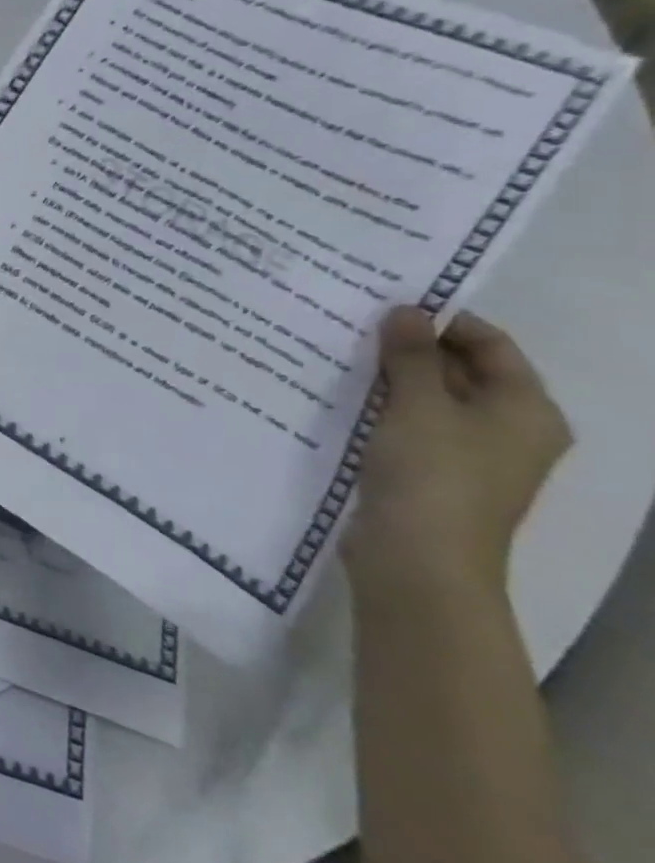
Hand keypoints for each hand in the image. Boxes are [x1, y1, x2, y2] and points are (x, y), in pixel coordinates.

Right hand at [348, 306, 570, 604]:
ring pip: (427, 400)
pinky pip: (406, 427)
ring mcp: (467, 455)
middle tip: (351, 325)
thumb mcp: (418, 405)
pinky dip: (379, 409)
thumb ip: (411, 355)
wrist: (417, 558)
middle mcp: (506, 429)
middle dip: (408, 349)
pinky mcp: (428, 474)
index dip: (443, 320)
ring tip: (336, 355)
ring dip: (388, 379)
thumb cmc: (432, 474)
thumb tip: (405, 310)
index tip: (385, 304)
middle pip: (459, 372)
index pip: (490, 345)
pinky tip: (338, 397)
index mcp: (525, 409)